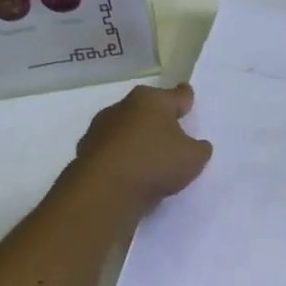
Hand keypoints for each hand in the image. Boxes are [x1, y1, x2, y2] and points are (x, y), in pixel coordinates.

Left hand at [71, 83, 212, 211]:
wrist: (105, 190)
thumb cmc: (155, 163)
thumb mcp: (193, 158)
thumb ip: (199, 148)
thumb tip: (197, 145)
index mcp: (152, 101)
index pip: (177, 95)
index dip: (186, 97)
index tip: (188, 96)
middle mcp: (124, 107)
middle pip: (148, 109)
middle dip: (159, 119)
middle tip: (172, 133)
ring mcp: (100, 128)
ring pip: (126, 129)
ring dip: (137, 138)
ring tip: (150, 158)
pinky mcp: (86, 150)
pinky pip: (112, 150)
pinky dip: (121, 157)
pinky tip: (130, 173)